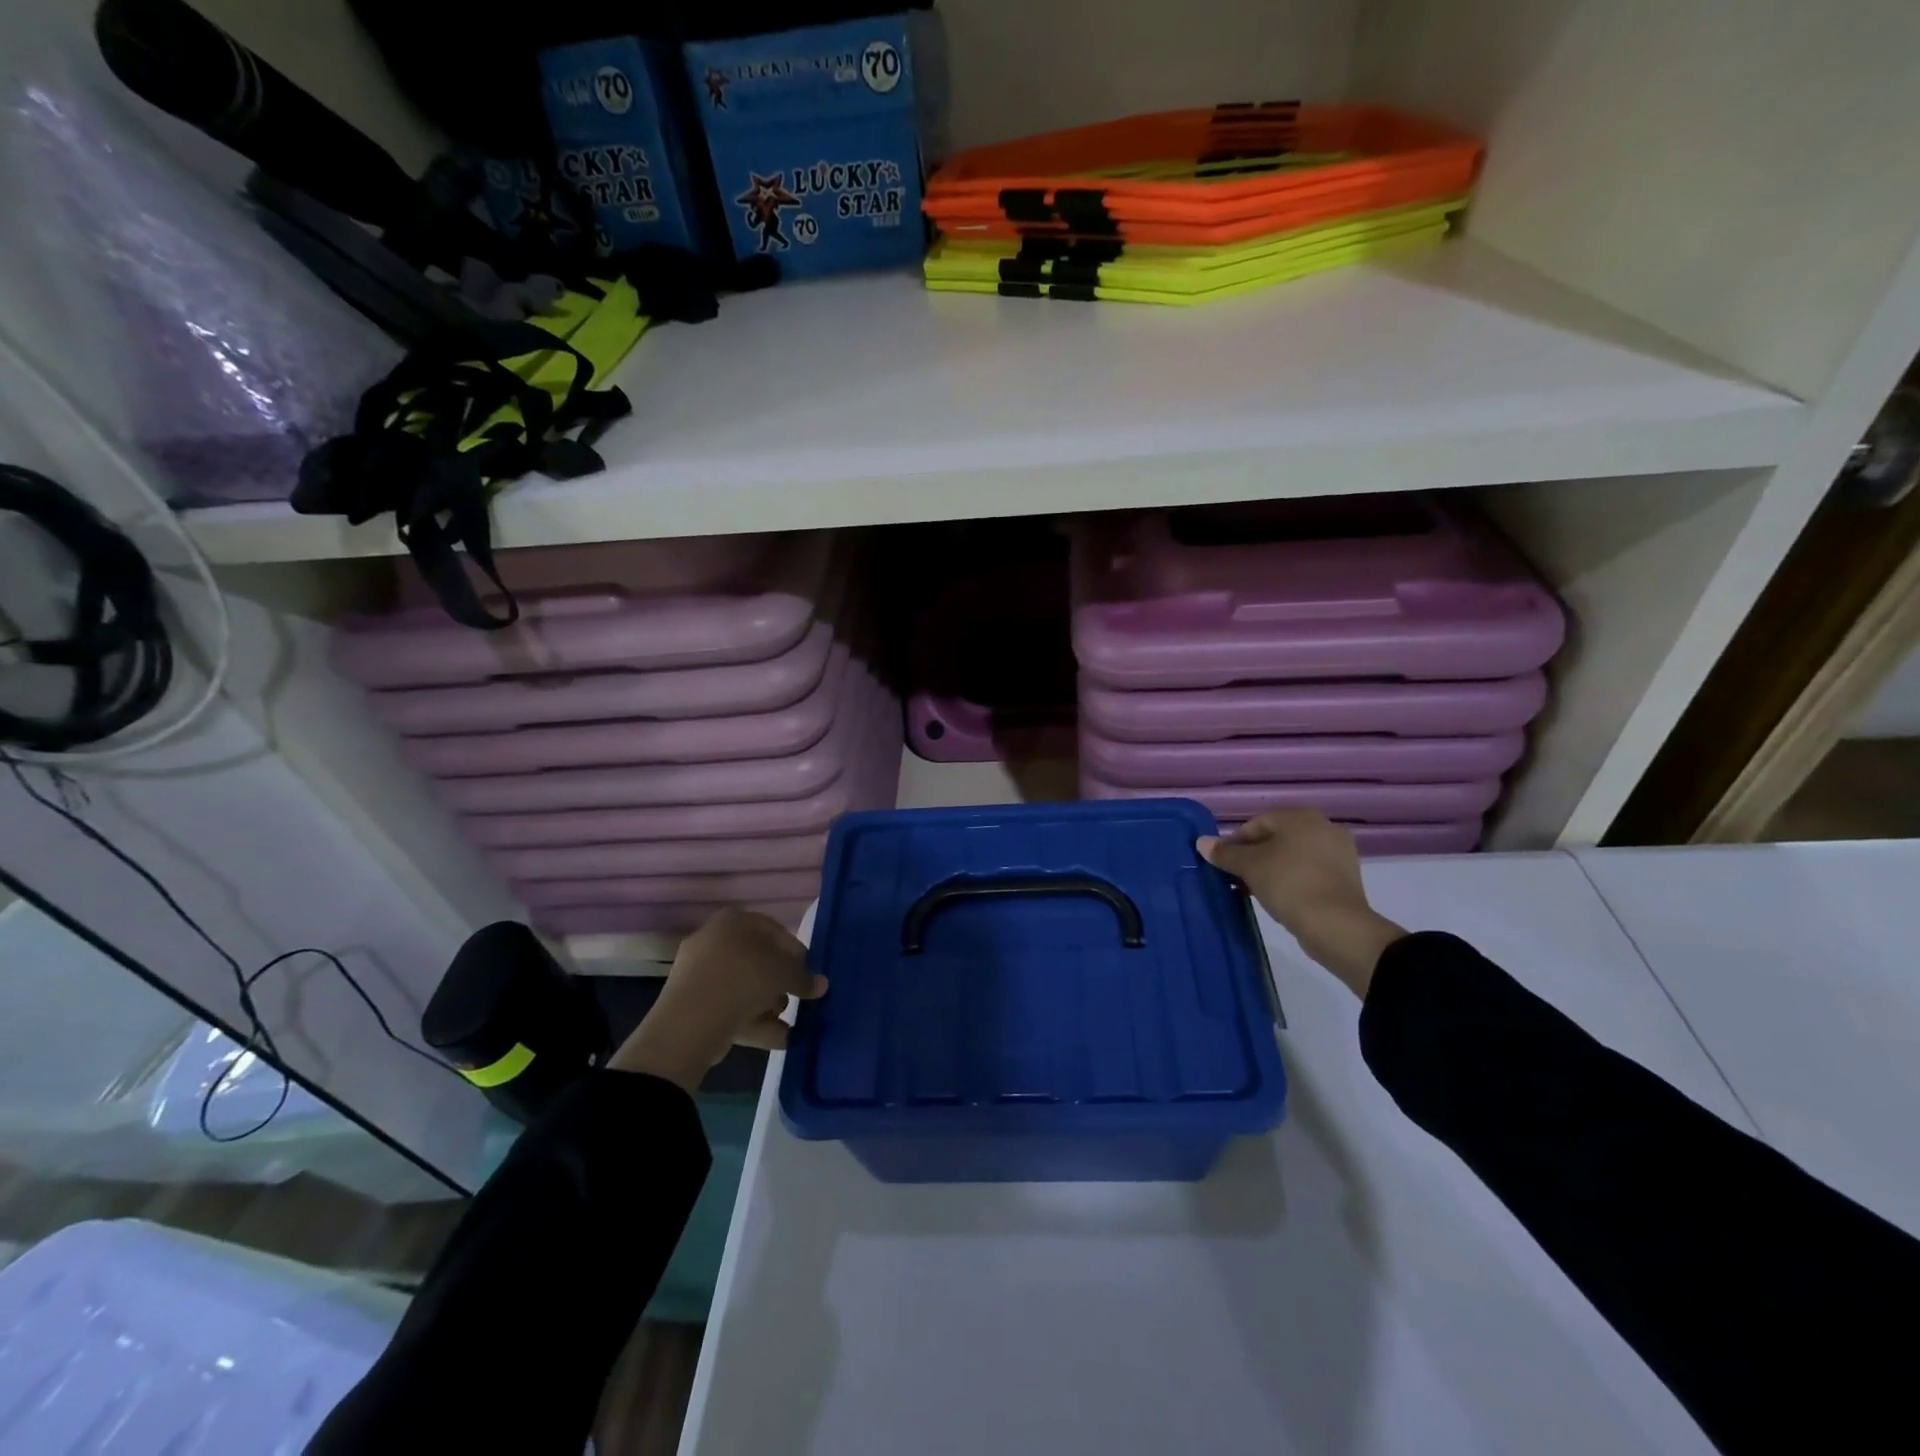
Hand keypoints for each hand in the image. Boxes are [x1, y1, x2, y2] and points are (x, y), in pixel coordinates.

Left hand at [608, 908, 826, 1090]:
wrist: (691, 1020)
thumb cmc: (744, 979)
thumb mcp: (784, 974)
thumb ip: (804, 978)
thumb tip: (821, 985)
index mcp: (734, 920)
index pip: (775, 930)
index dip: (796, 953)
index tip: (808, 975)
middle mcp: (714, 939)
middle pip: (758, 960)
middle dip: (779, 983)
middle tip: (794, 999)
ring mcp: (699, 972)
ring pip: (743, 986)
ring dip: (767, 1004)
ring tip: (784, 1022)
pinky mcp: (692, 1003)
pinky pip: (729, 1007)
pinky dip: (751, 1020)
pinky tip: (774, 1037)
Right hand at [1198, 810, 1405, 997]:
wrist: (1336, 925)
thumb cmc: (1288, 884)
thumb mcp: (1249, 867)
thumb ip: (1225, 853)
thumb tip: (1202, 842)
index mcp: (1301, 817)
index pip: (1256, 824)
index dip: (1234, 843)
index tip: (1222, 865)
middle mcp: (1324, 827)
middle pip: (1275, 839)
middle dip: (1252, 857)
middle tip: (1236, 879)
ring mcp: (1338, 853)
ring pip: (1291, 857)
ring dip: (1270, 870)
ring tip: (1254, 891)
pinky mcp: (1345, 878)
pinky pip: (1308, 873)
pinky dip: (1290, 881)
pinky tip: (1278, 899)